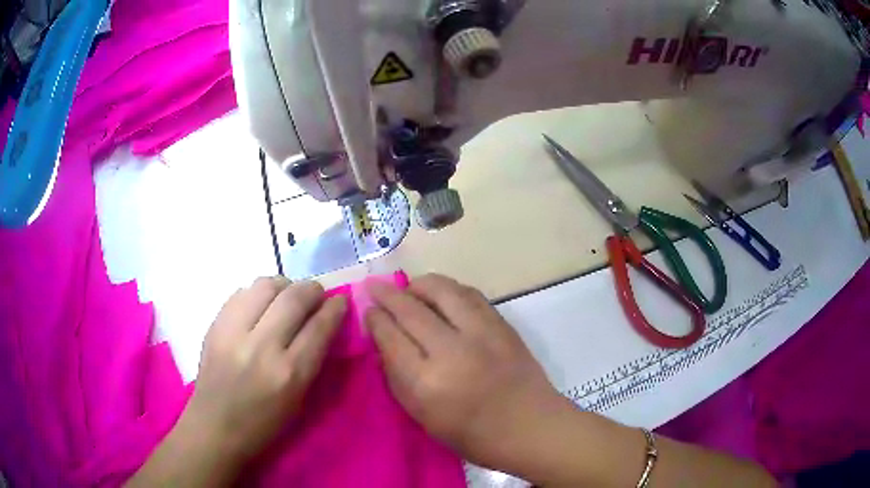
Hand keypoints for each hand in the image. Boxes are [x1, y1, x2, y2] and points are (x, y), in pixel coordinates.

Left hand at [183, 277, 346, 458]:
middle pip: (294, 298)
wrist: (215, 427)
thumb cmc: (264, 423)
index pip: (319, 327)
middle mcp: (262, 347)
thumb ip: (311, 359)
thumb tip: (322, 323)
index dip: (335, 308)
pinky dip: (257, 294)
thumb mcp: (298, 399)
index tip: (340, 300)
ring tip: (287, 294)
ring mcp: (234, 332)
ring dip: (284, 285)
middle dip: (312, 289)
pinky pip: (241, 293)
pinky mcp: (214, 325)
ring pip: (265, 286)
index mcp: (289, 374)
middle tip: (316, 293)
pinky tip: (260, 305)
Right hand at [365, 274, 569, 470]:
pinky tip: (440, 295)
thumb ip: (398, 378)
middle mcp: (452, 350)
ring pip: (441, 290)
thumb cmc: (473, 435)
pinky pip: (468, 294)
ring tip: (407, 288)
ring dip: (418, 284)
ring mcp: (481, 332)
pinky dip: (448, 289)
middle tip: (374, 287)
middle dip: (387, 294)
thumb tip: (384, 341)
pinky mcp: (502, 324)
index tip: (367, 310)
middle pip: (411, 309)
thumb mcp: (423, 417)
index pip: (391, 337)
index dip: (374, 319)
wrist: (530, 426)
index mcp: (427, 383)